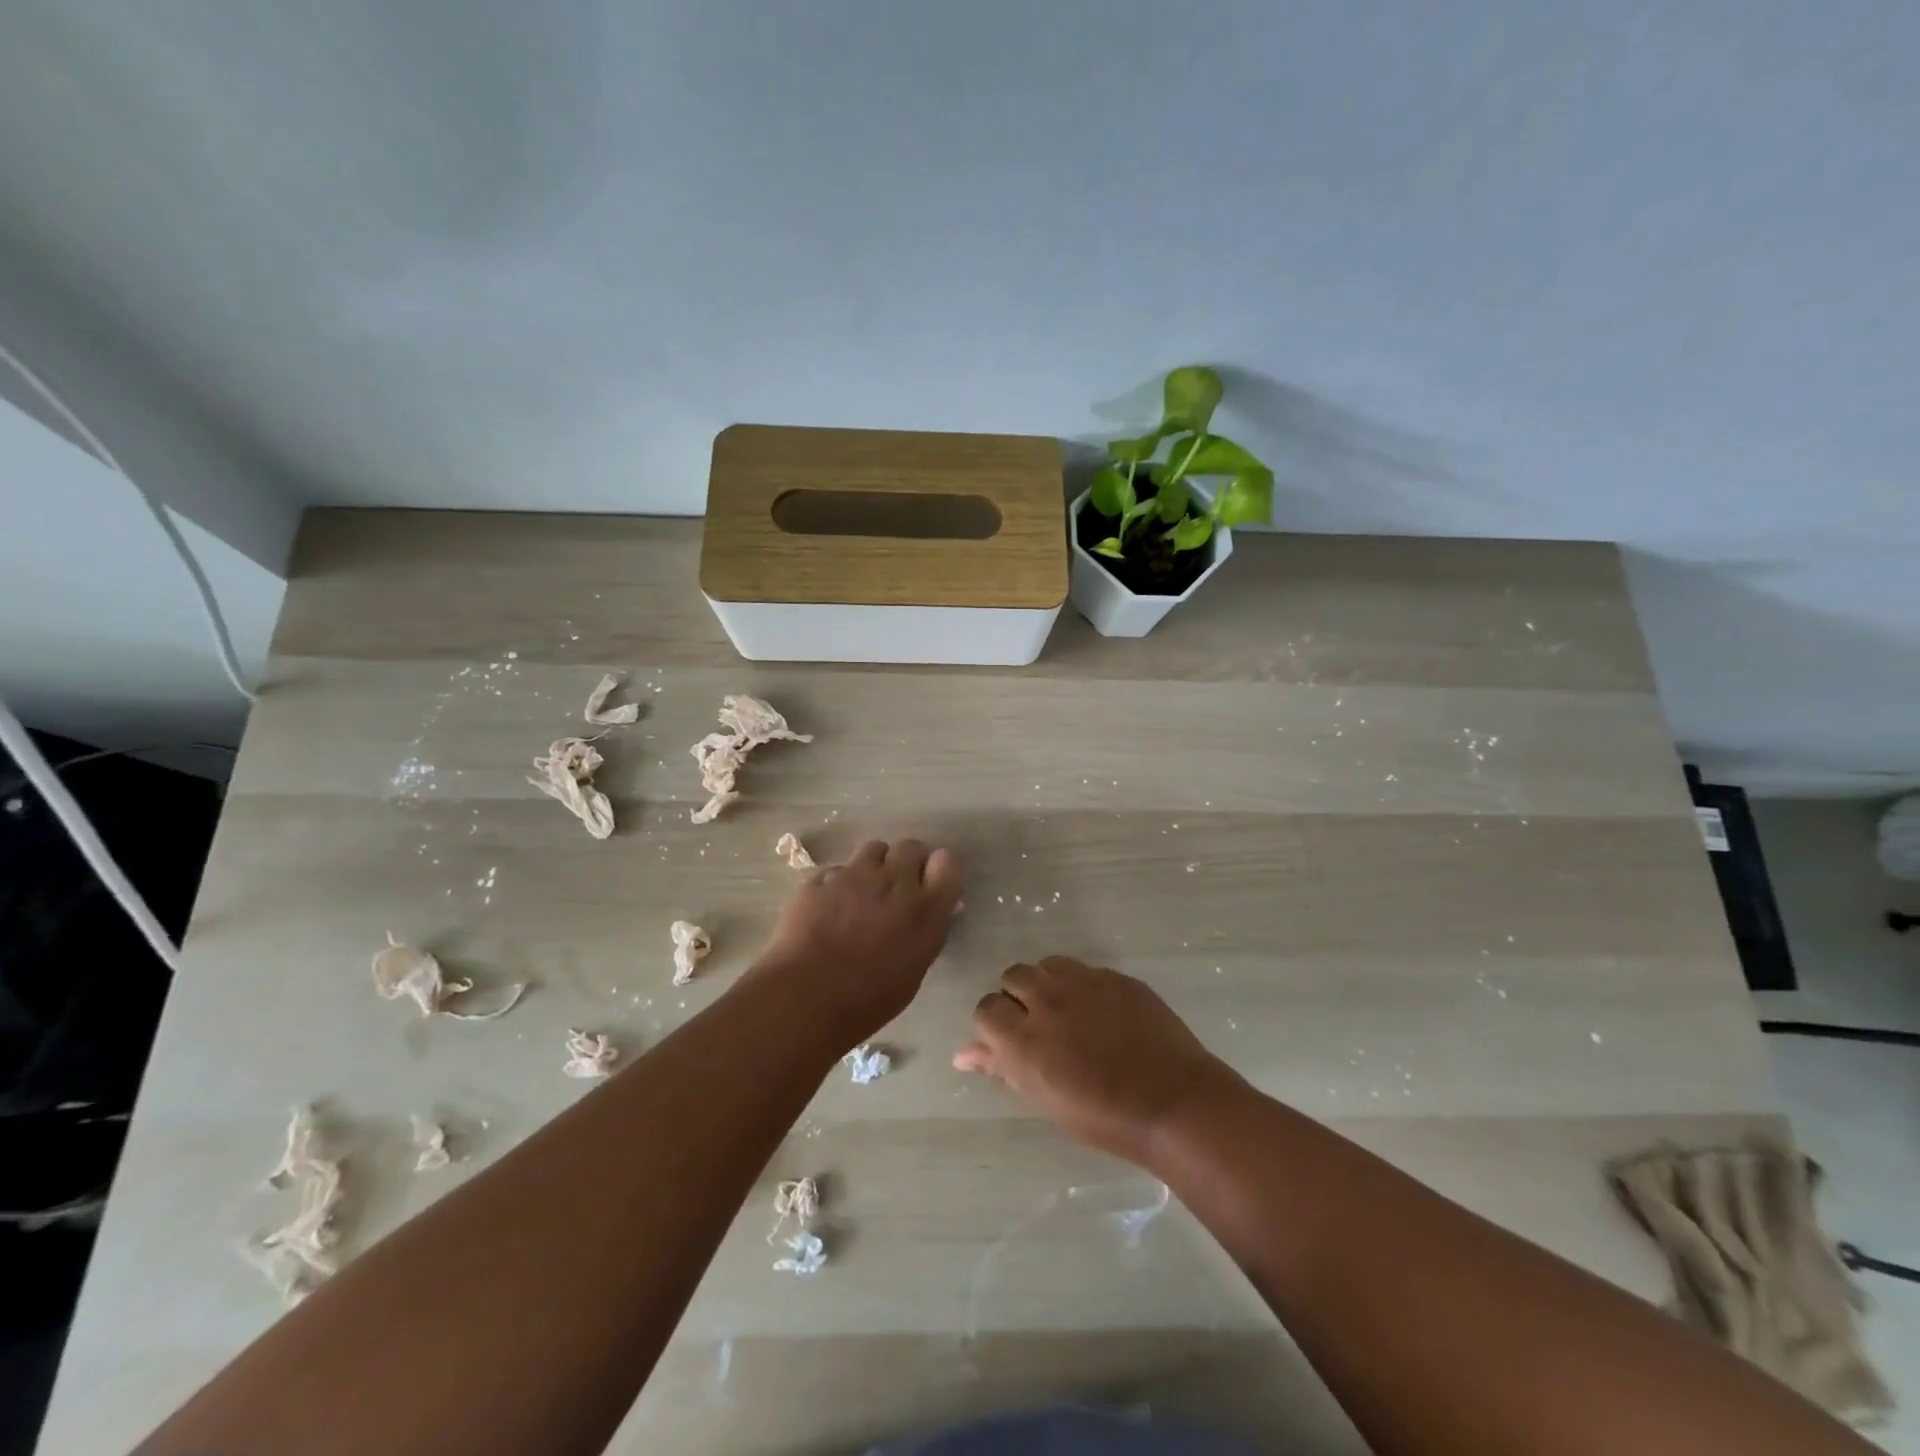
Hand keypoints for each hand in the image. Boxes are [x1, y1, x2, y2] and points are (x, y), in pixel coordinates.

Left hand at [746, 838, 963, 1049]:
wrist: (806, 996)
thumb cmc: (867, 1000)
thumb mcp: (912, 972)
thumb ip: (922, 935)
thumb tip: (924, 918)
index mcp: (926, 909)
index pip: (947, 862)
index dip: (939, 870)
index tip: (931, 885)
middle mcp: (895, 882)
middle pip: (911, 847)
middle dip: (907, 861)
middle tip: (897, 887)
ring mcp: (855, 875)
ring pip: (874, 848)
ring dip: (875, 864)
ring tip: (864, 891)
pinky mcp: (821, 878)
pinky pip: (837, 870)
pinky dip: (838, 883)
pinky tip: (829, 907)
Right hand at [954, 957, 1237, 1164]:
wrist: (1173, 1103)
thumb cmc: (1103, 1117)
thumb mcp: (1044, 1099)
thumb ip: (1001, 1068)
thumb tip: (963, 1053)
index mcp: (1024, 1039)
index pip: (986, 1008)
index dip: (994, 1023)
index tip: (1009, 1039)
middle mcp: (1048, 1001)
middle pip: (1013, 976)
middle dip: (1018, 996)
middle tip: (1038, 1024)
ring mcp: (1084, 983)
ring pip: (1047, 965)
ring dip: (1047, 984)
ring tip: (1067, 1012)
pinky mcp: (1115, 976)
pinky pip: (1084, 969)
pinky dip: (1082, 986)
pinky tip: (1100, 1012)